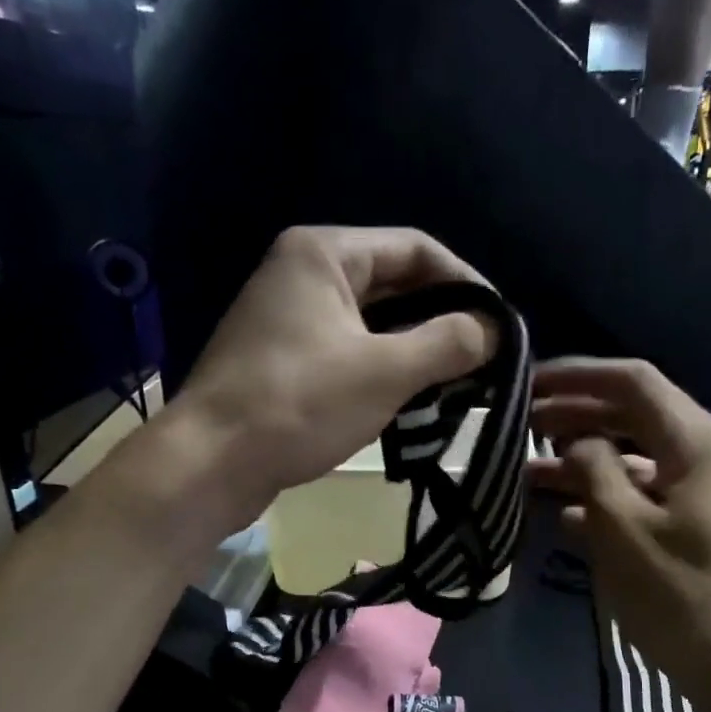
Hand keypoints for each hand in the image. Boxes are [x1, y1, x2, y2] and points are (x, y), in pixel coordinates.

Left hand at [171, 227, 497, 528]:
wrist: (211, 463)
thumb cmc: (299, 404)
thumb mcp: (385, 371)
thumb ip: (447, 343)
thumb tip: (494, 330)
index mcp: (323, 252)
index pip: (415, 248)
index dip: (465, 281)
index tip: (499, 323)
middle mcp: (303, 272)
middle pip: (393, 282)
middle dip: (441, 317)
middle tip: (484, 356)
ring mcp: (289, 317)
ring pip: (372, 320)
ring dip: (416, 346)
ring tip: (458, 380)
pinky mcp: (284, 358)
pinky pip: (349, 349)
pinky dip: (384, 367)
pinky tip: (412, 397)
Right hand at [529, 358, 710, 687]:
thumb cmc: (679, 595)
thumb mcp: (623, 528)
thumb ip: (593, 470)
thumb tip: (575, 441)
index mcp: (698, 442)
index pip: (633, 382)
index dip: (577, 375)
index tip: (527, 381)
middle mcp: (706, 455)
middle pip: (633, 415)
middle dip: (574, 416)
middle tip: (519, 424)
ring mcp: (703, 492)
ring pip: (633, 457)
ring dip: (582, 460)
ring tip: (526, 470)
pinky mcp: (695, 525)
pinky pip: (643, 494)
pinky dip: (603, 496)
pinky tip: (562, 514)